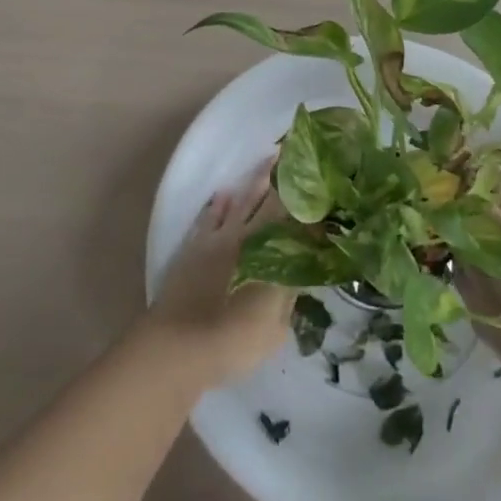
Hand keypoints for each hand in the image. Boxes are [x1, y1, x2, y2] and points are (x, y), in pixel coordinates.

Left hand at [145, 167, 291, 385]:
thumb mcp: (276, 328)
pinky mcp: (196, 244)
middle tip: (297, 156)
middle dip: (285, 179)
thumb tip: (300, 273)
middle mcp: (248, 237)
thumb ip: (288, 296)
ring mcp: (220, 237)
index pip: (295, 220)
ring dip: (256, 180)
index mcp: (272, 254)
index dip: (308, 203)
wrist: (179, 345)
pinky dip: (219, 204)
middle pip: (271, 201)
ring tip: (269, 160)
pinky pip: (210, 215)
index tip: (320, 185)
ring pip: (242, 200)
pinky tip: (224, 194)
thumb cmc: (234, 341)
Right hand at [462, 193, 500, 385]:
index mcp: (489, 255)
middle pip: (484, 202)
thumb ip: (469, 294)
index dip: (445, 218)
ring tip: (485, 209)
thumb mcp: (490, 329)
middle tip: (457, 207)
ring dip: (496, 202)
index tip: (436, 218)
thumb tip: (460, 269)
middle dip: (468, 201)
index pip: (458, 222)